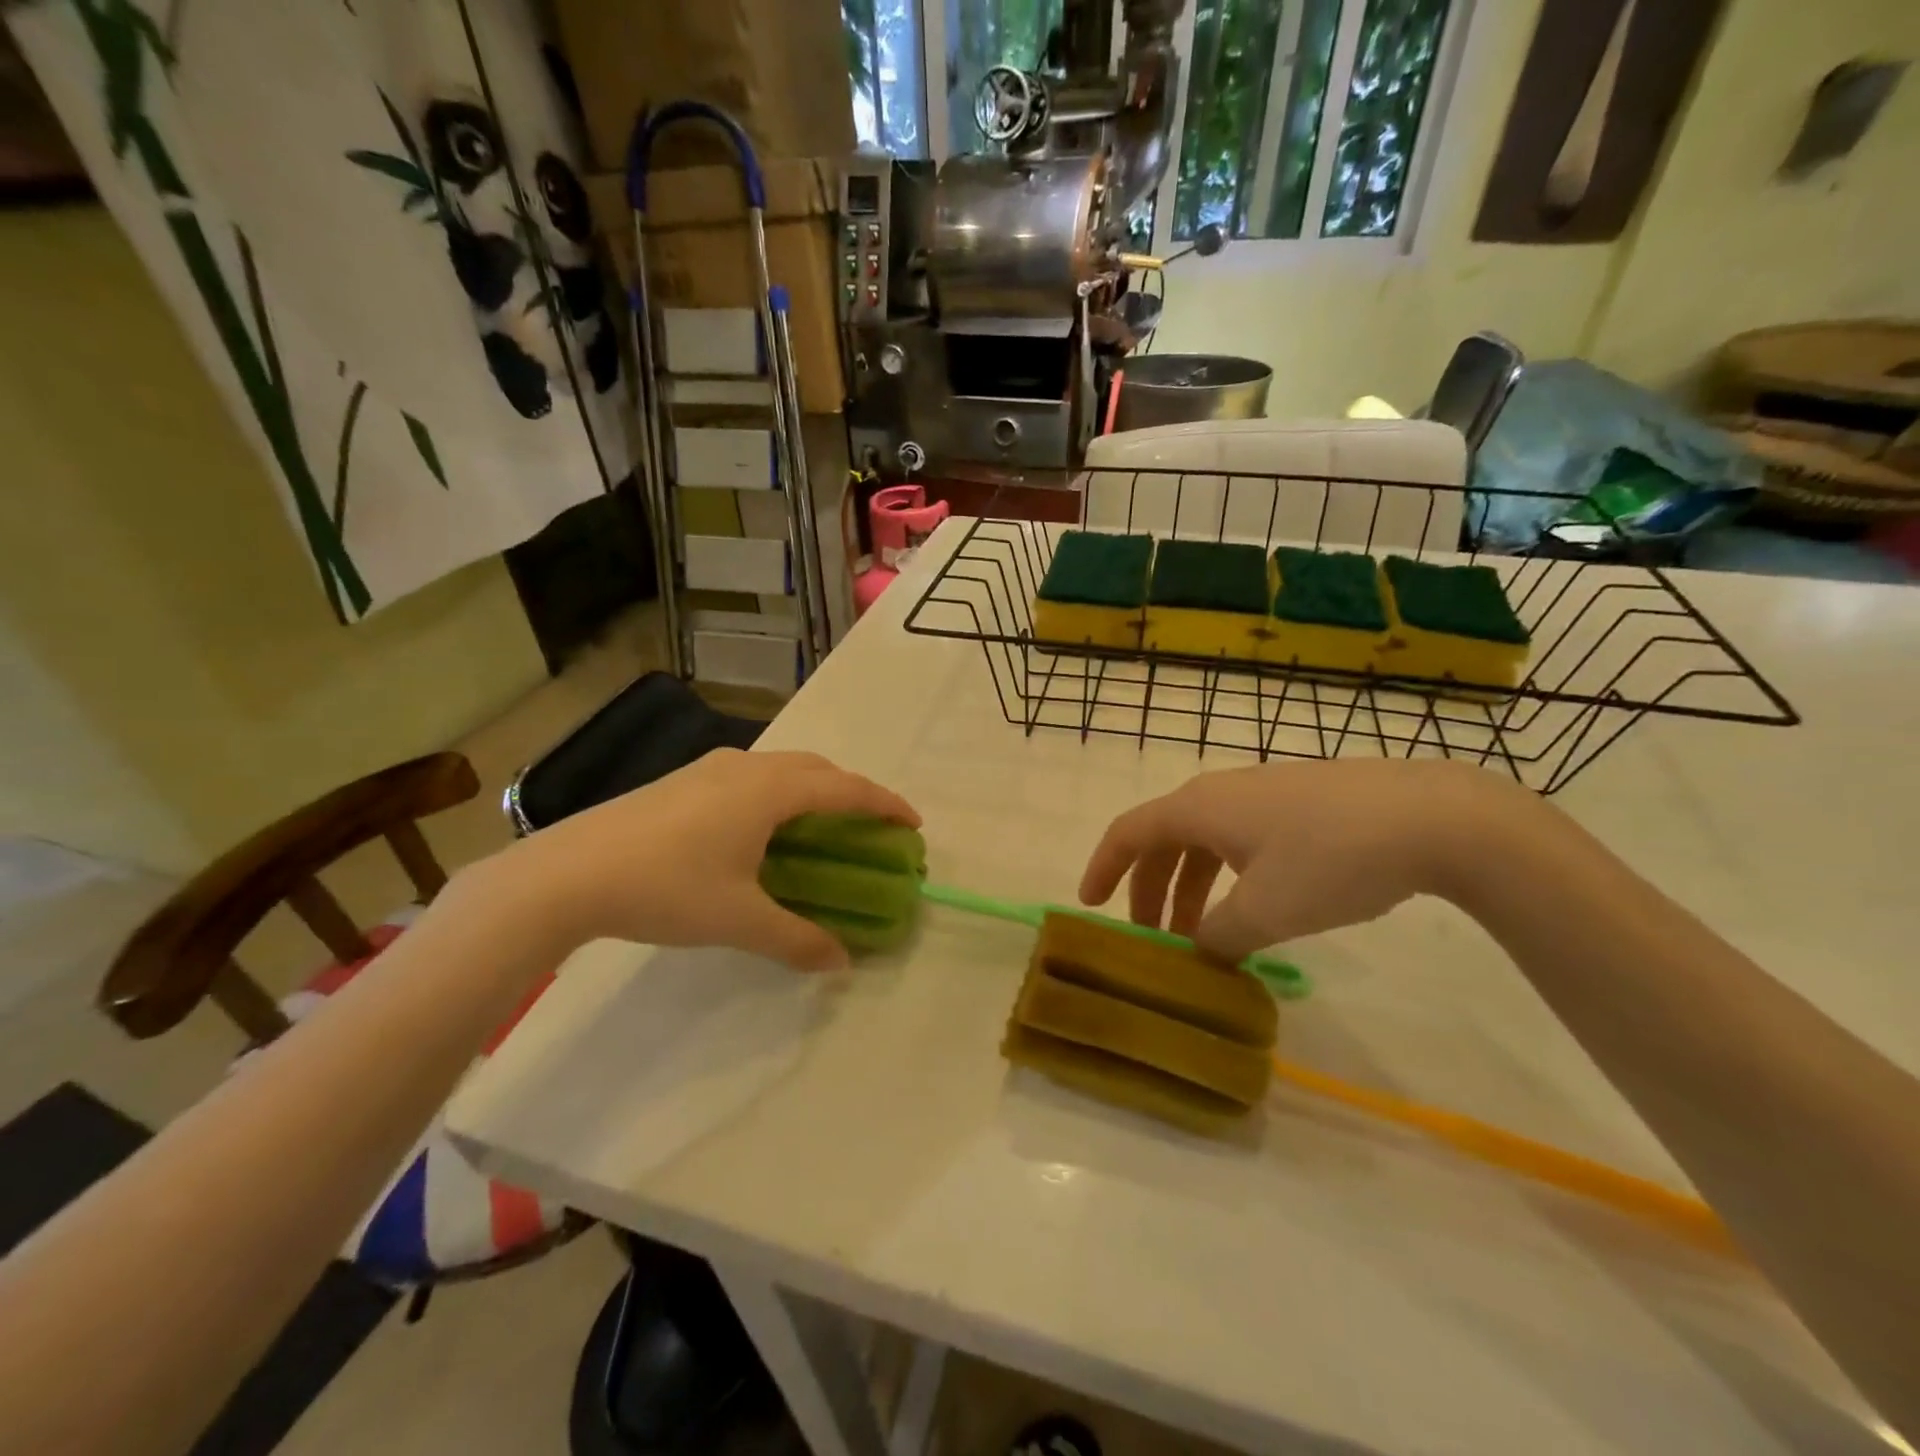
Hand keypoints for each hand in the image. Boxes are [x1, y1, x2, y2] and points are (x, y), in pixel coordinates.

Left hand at [494, 749, 919, 970]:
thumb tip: (840, 963)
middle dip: (851, 792)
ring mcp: (709, 769)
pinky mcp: (682, 782)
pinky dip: (778, 795)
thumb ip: (796, 940)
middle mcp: (746, 767)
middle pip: (816, 769)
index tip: (913, 823)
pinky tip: (760, 830)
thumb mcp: (738, 920)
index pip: (845, 788)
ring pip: (780, 769)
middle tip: (869, 826)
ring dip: (812, 790)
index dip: (884, 803)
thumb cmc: (666, 888)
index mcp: (769, 791)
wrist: (566, 873)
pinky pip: (751, 777)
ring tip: (820, 826)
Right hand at [1078, 759, 1524, 960]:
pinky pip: (1241, 840)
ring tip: (1205, 938)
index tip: (1091, 905)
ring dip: (1192, 888)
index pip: (1129, 832)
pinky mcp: (1299, 803)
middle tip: (1154, 940)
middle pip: (1165, 840)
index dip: (1103, 867)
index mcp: (1198, 809)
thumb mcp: (1266, 910)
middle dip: (1151, 890)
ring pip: (1206, 842)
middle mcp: (1220, 794)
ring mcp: (1262, 795)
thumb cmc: (1331, 859)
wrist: (1432, 816)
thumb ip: (1220, 935)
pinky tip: (1255, 907)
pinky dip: (1228, 877)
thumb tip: (1202, 949)